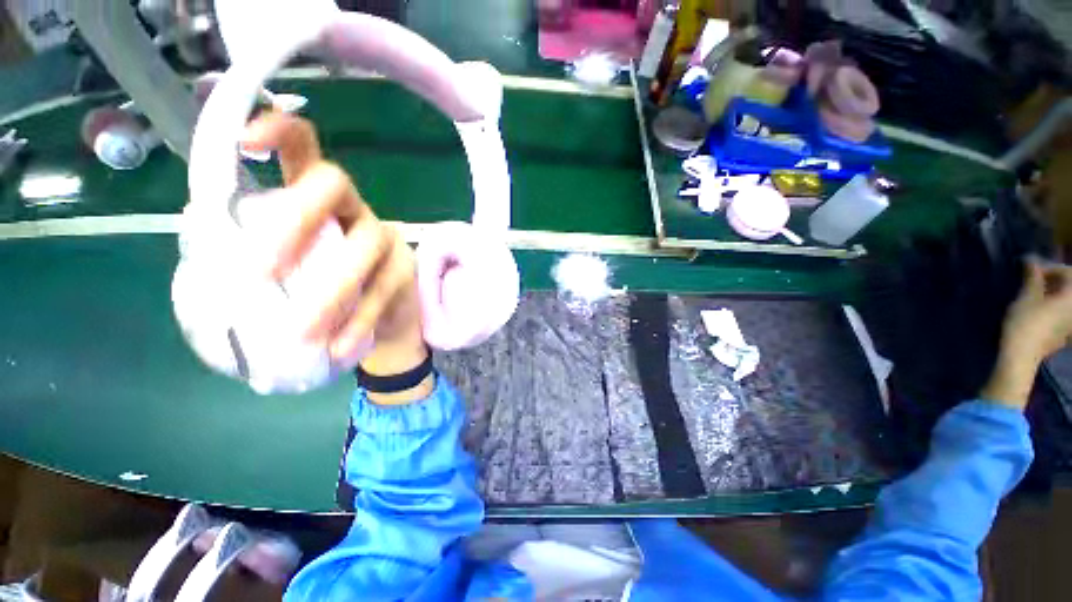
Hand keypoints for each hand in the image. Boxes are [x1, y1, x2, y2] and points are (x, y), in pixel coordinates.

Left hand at [243, 113, 428, 398]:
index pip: (303, 148)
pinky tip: (337, 346)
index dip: (279, 132)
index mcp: (314, 199)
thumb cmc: (317, 294)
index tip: (245, 142)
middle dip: (297, 216)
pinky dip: (360, 318)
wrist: (374, 324)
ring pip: (365, 245)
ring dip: (331, 288)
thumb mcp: (282, 268)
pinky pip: (385, 288)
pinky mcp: (405, 270)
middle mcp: (353, 209)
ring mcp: (386, 238)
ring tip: (300, 332)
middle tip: (261, 271)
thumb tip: (203, 237)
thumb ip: (249, 250)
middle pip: (334, 185)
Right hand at [981, 259, 1071, 408]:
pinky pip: (1063, 314)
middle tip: (1033, 278)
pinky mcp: (1065, 333)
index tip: (1030, 268)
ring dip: (1053, 293)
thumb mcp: (1026, 296)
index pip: (1067, 272)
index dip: (1050, 267)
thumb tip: (1032, 260)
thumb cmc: (1025, 323)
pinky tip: (1040, 309)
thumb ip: (1033, 276)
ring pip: (1066, 301)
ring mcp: (1071, 323)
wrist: (1021, 356)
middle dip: (1053, 279)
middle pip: (1069, 286)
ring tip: (1035, 292)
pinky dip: (1054, 307)